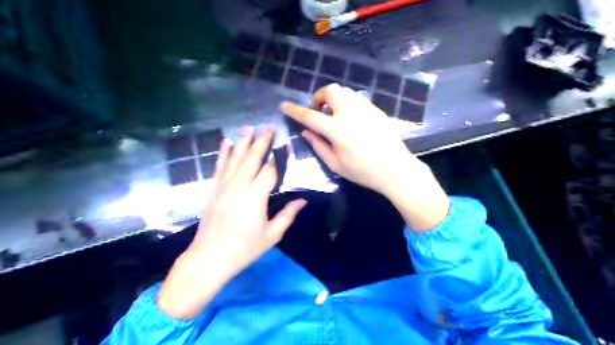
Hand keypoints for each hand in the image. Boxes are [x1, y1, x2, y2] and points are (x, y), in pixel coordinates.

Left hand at [157, 127, 303, 317]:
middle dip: (261, 141)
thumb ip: (287, 215)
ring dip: (243, 141)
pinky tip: (226, 142)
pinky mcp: (214, 189)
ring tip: (248, 127)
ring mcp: (224, 186)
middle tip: (268, 126)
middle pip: (252, 158)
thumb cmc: (244, 249)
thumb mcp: (271, 235)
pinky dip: (223, 153)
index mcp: (256, 197)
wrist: (209, 258)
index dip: (279, 158)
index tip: (285, 145)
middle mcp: (239, 186)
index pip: (270, 170)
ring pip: (235, 158)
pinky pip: (220, 166)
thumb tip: (302, 201)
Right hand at [281, 84, 450, 233]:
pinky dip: (347, 103)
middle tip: (319, 112)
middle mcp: (351, 113)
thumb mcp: (336, 164)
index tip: (284, 105)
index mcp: (337, 129)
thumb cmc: (363, 171)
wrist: (396, 169)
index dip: (295, 110)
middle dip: (319, 96)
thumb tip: (306, 132)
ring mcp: (366, 108)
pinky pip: (357, 99)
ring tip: (334, 115)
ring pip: (345, 91)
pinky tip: (351, 120)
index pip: (310, 115)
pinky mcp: (377, 110)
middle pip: (330, 90)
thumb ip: (318, 146)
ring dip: (334, 98)